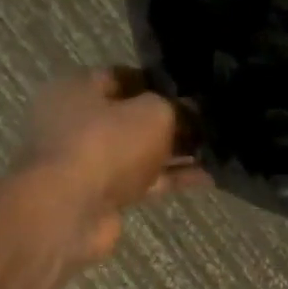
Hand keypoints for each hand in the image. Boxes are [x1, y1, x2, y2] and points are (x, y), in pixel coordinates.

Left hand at [16, 69, 208, 263]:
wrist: (69, 212)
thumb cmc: (106, 145)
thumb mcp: (153, 114)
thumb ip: (177, 108)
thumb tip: (192, 111)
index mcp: (78, 89)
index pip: (125, 76)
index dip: (162, 83)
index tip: (194, 92)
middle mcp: (78, 122)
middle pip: (133, 117)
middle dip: (172, 121)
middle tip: (210, 123)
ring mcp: (89, 161)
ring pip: (142, 151)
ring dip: (177, 153)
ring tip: (218, 151)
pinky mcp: (103, 194)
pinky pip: (145, 180)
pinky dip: (172, 178)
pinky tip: (209, 177)